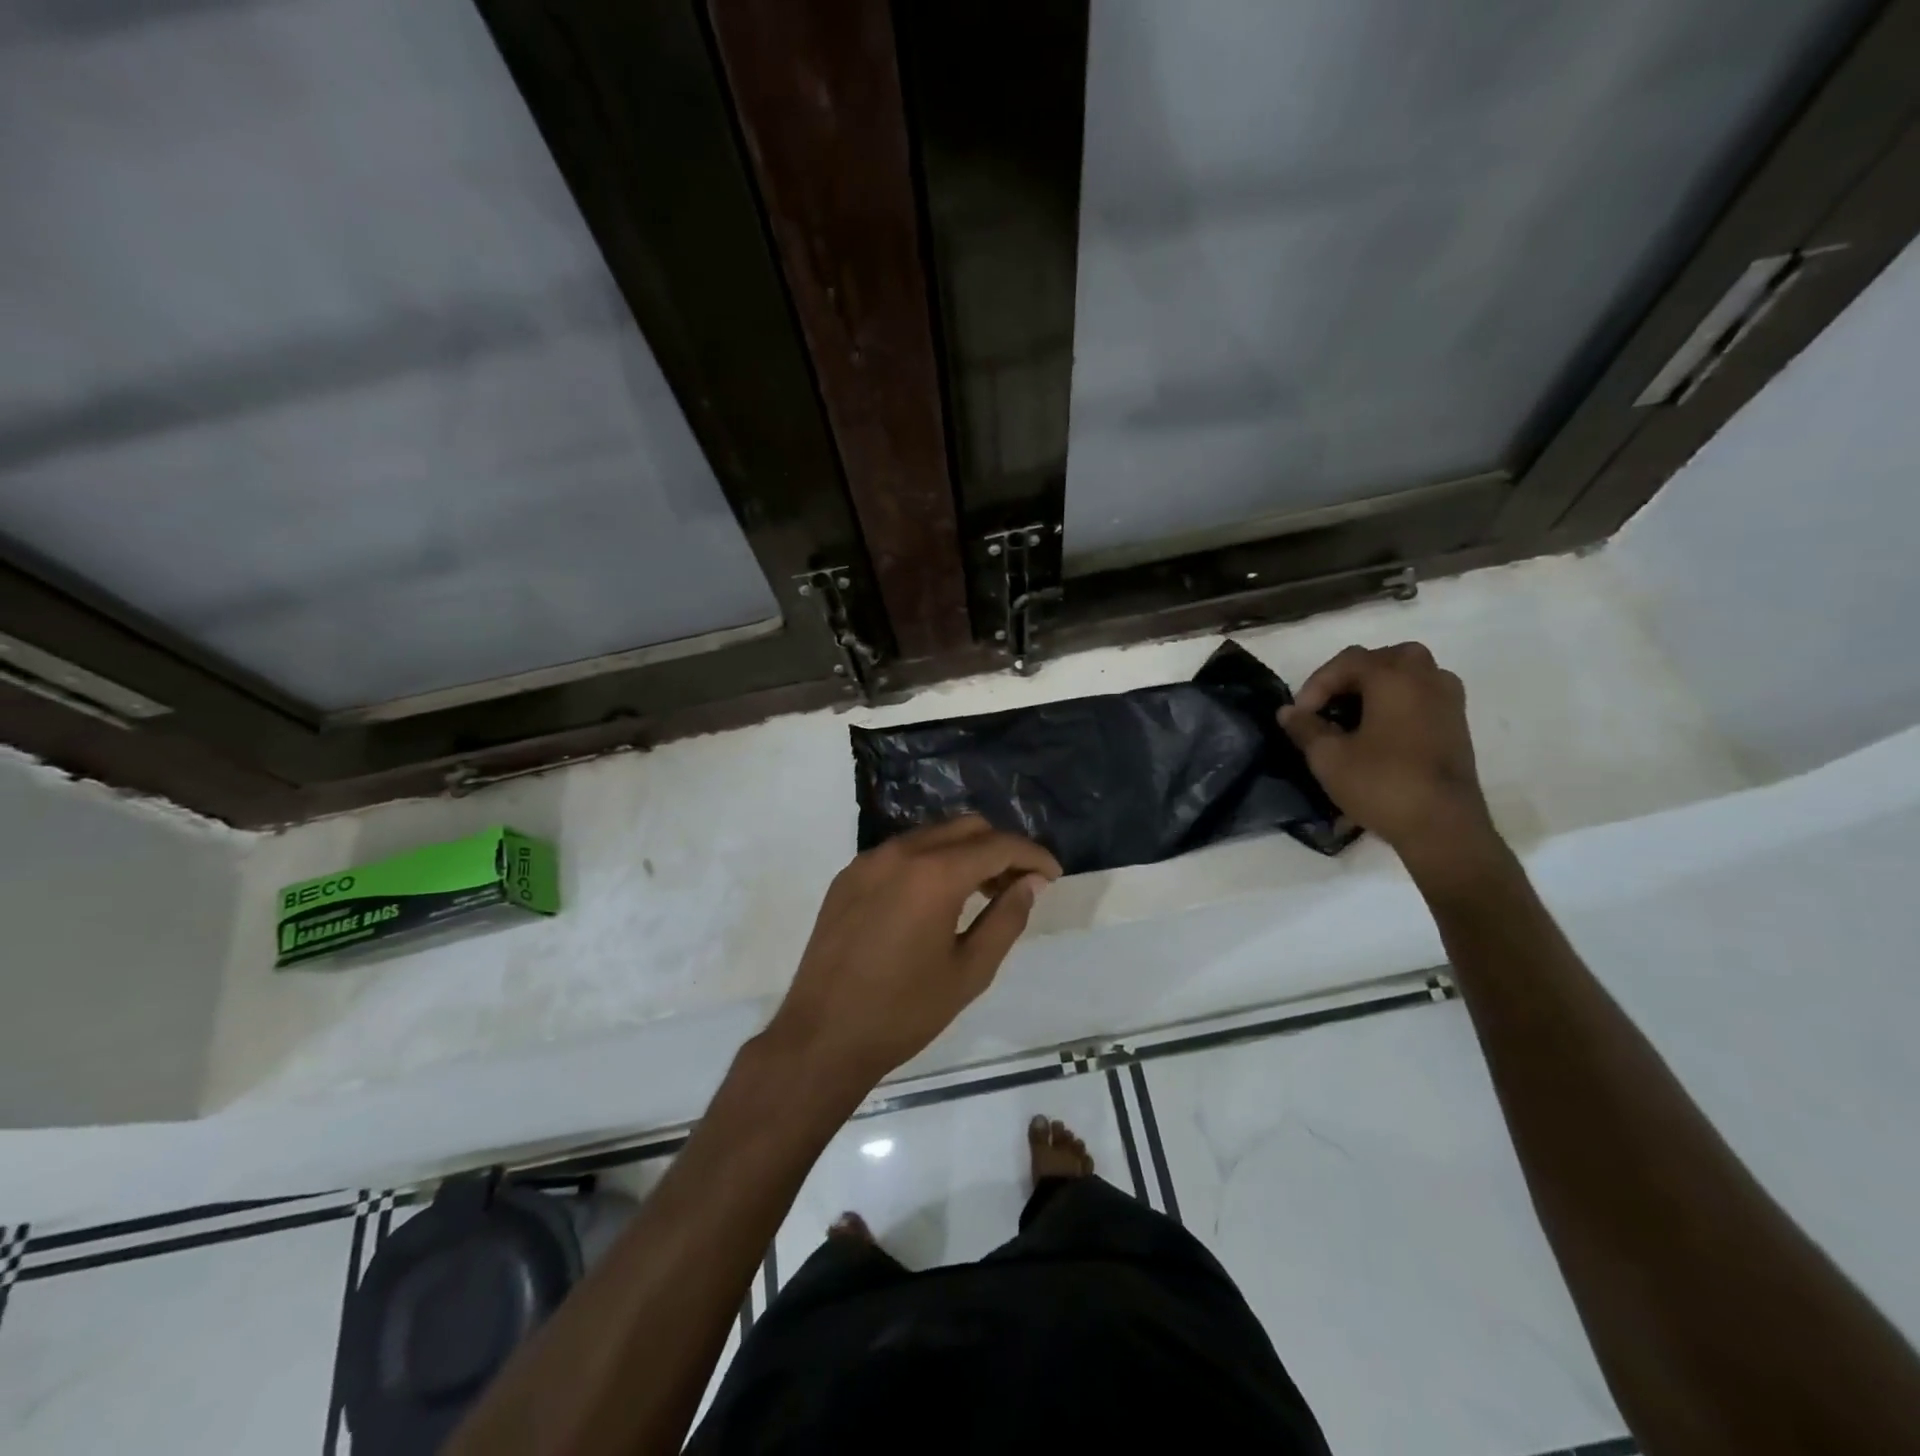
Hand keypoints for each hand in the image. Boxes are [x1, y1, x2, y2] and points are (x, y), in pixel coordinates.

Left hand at [765, 816, 1061, 1092]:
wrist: (822, 1036)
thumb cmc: (904, 1011)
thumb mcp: (970, 971)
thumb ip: (1007, 919)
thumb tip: (1030, 883)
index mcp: (935, 874)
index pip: (998, 845)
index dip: (1033, 855)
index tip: (1053, 875)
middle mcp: (901, 852)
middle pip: (966, 828)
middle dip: (1000, 848)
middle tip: (1020, 884)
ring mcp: (869, 860)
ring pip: (932, 835)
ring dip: (965, 853)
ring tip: (982, 892)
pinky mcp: (848, 876)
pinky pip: (901, 852)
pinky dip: (930, 861)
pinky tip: (935, 899)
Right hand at [1279, 643, 1498, 871]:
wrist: (1443, 826)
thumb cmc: (1381, 783)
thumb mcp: (1328, 757)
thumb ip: (1305, 728)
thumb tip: (1288, 712)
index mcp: (1394, 677)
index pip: (1346, 662)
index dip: (1315, 685)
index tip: (1299, 716)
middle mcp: (1426, 678)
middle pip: (1382, 659)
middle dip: (1349, 678)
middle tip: (1328, 706)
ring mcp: (1449, 700)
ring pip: (1408, 675)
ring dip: (1377, 688)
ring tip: (1353, 717)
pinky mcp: (1457, 724)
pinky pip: (1422, 695)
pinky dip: (1398, 702)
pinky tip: (1380, 732)